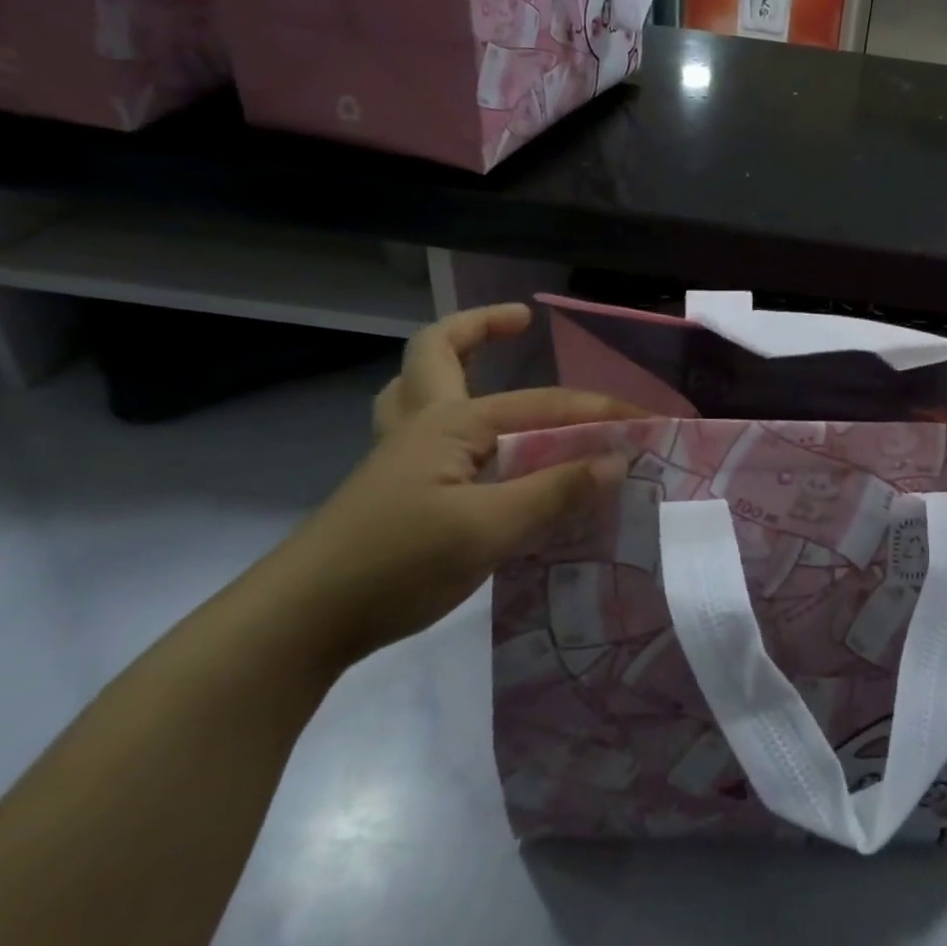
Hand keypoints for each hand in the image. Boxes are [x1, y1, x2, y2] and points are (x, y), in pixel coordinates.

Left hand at [262, 307, 642, 666]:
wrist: (300, 623)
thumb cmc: (397, 562)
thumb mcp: (489, 529)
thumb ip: (555, 491)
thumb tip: (616, 461)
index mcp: (450, 423)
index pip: (542, 405)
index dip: (598, 411)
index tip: (646, 423)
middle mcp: (422, 426)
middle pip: (436, 352)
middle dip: (479, 327)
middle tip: (520, 322)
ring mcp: (400, 458)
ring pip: (416, 388)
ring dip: (450, 366)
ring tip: (488, 369)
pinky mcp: (395, 491)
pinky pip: (423, 431)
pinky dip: (452, 419)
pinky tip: (476, 449)